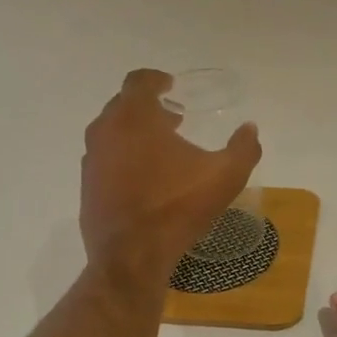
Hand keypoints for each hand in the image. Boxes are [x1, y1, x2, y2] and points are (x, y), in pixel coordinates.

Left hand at [81, 69, 261, 286]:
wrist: (131, 257)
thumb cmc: (177, 208)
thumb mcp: (225, 177)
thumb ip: (243, 148)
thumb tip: (250, 128)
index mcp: (135, 118)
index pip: (139, 81)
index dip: (156, 80)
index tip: (171, 86)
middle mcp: (106, 131)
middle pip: (123, 105)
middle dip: (148, 108)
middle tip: (173, 120)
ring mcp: (92, 160)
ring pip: (111, 132)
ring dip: (135, 133)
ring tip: (161, 150)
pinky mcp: (86, 186)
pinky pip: (105, 159)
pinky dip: (123, 158)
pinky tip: (144, 179)